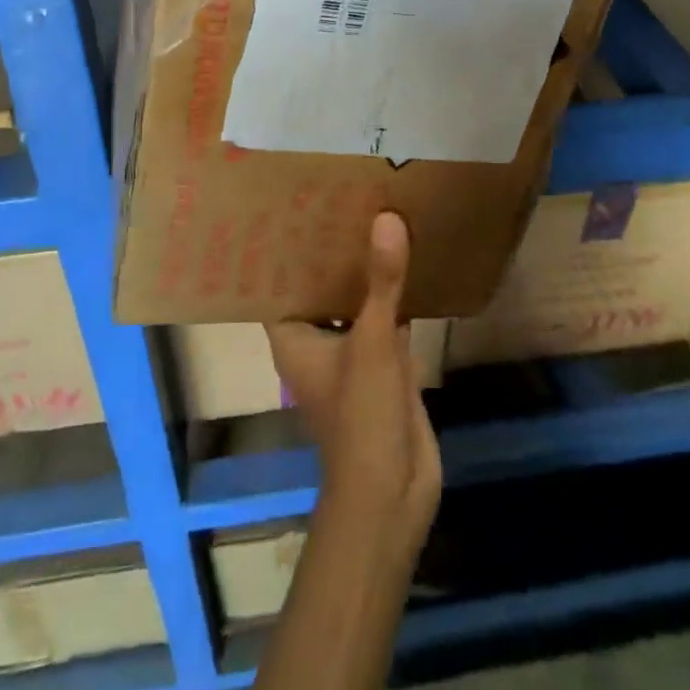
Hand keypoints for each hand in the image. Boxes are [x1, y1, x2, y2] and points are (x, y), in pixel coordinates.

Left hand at [267, 212, 441, 547]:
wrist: (393, 492)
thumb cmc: (361, 415)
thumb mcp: (373, 342)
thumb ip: (382, 282)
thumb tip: (386, 219)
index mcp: (294, 337)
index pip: (280, 284)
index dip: (285, 251)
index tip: (298, 208)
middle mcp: (316, 342)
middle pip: (321, 288)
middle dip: (333, 252)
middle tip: (344, 198)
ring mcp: (351, 355)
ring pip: (355, 304)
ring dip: (365, 272)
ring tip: (375, 216)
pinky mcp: (384, 366)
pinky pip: (385, 320)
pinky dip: (394, 296)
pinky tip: (410, 259)